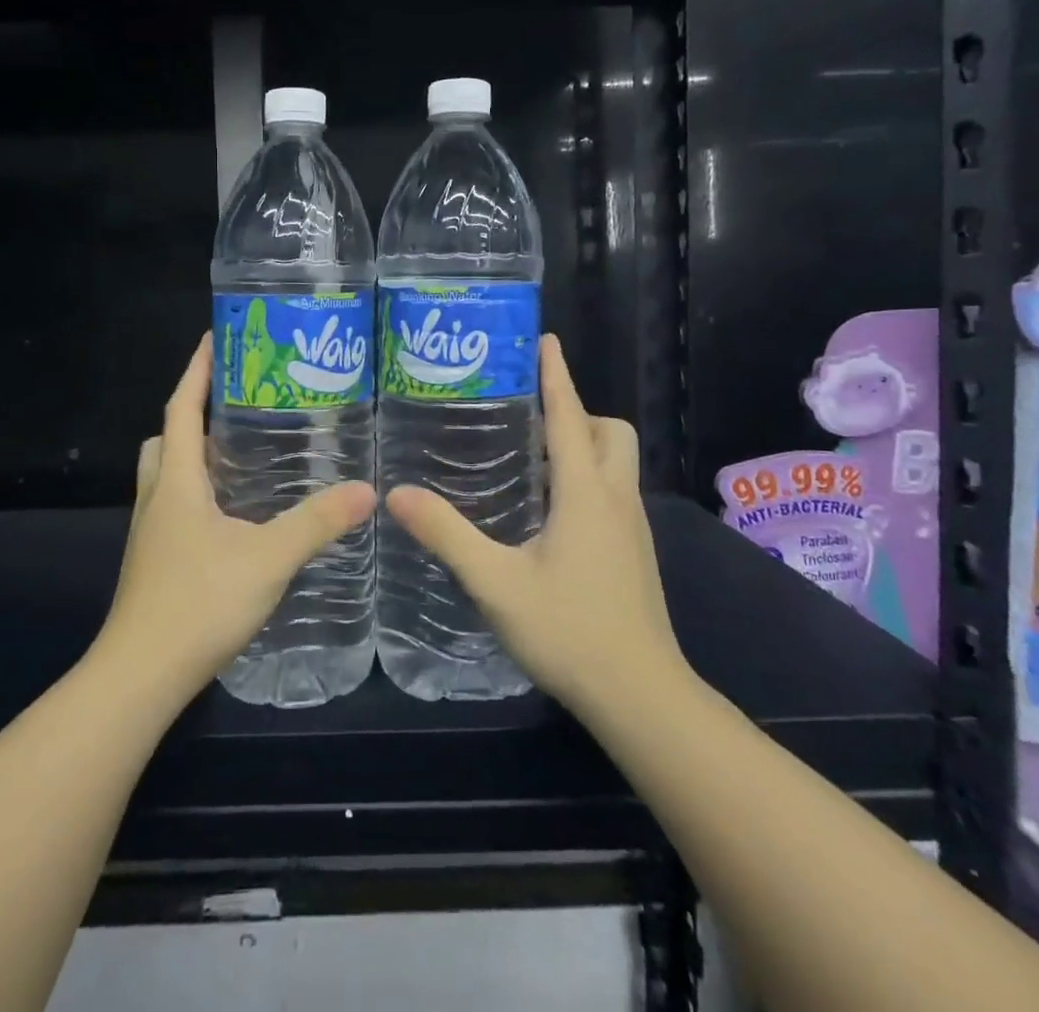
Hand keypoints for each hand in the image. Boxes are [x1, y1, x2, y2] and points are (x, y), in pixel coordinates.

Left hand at [96, 334, 376, 700]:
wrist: (140, 678)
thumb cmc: (198, 603)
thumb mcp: (267, 558)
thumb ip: (316, 523)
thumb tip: (366, 489)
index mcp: (176, 482)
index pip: (181, 408)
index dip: (196, 371)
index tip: (214, 338)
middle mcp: (156, 499)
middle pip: (166, 438)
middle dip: (192, 413)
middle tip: (236, 405)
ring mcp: (151, 533)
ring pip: (167, 475)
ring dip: (194, 456)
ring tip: (241, 455)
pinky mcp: (155, 562)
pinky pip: (174, 507)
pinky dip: (198, 493)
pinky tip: (234, 516)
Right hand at [386, 335, 690, 719]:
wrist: (642, 698)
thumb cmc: (570, 631)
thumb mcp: (496, 583)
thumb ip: (447, 535)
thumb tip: (397, 494)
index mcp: (585, 493)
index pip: (571, 417)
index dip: (557, 376)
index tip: (546, 341)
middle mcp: (616, 499)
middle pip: (610, 433)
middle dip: (577, 412)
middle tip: (529, 419)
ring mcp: (632, 528)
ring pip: (616, 463)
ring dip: (582, 445)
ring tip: (530, 458)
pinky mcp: (634, 553)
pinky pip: (612, 491)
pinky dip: (586, 478)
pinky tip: (548, 511)